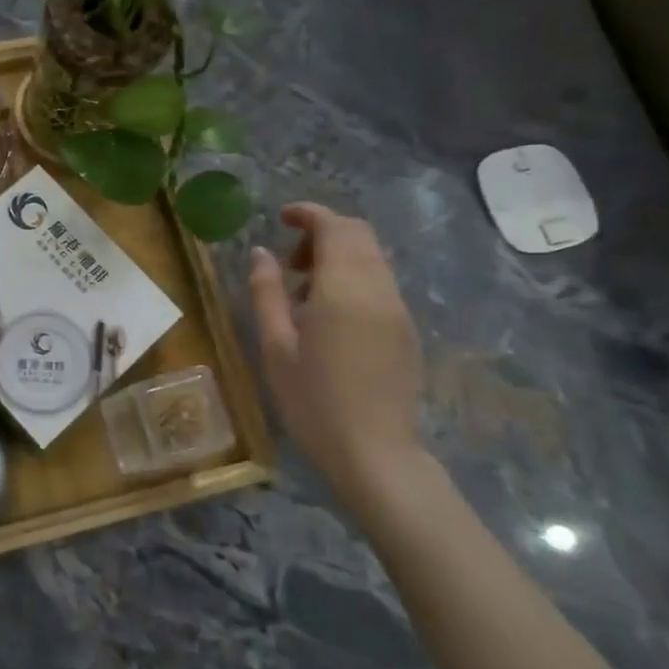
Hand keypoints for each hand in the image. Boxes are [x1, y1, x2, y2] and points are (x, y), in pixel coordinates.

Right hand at [249, 202, 426, 509]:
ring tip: (304, 293)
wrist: (375, 455)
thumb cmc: (313, 401)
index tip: (281, 218)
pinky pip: (380, 282)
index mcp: (344, 289)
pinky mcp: (406, 329)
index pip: (335, 227)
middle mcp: (378, 289)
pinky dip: (353, 277)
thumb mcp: (275, 346)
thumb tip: (262, 252)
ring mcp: (398, 309)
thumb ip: (266, 292)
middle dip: (323, 232)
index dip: (308, 214)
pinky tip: (329, 315)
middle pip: (359, 234)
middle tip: (289, 263)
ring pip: (372, 257)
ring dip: (338, 256)